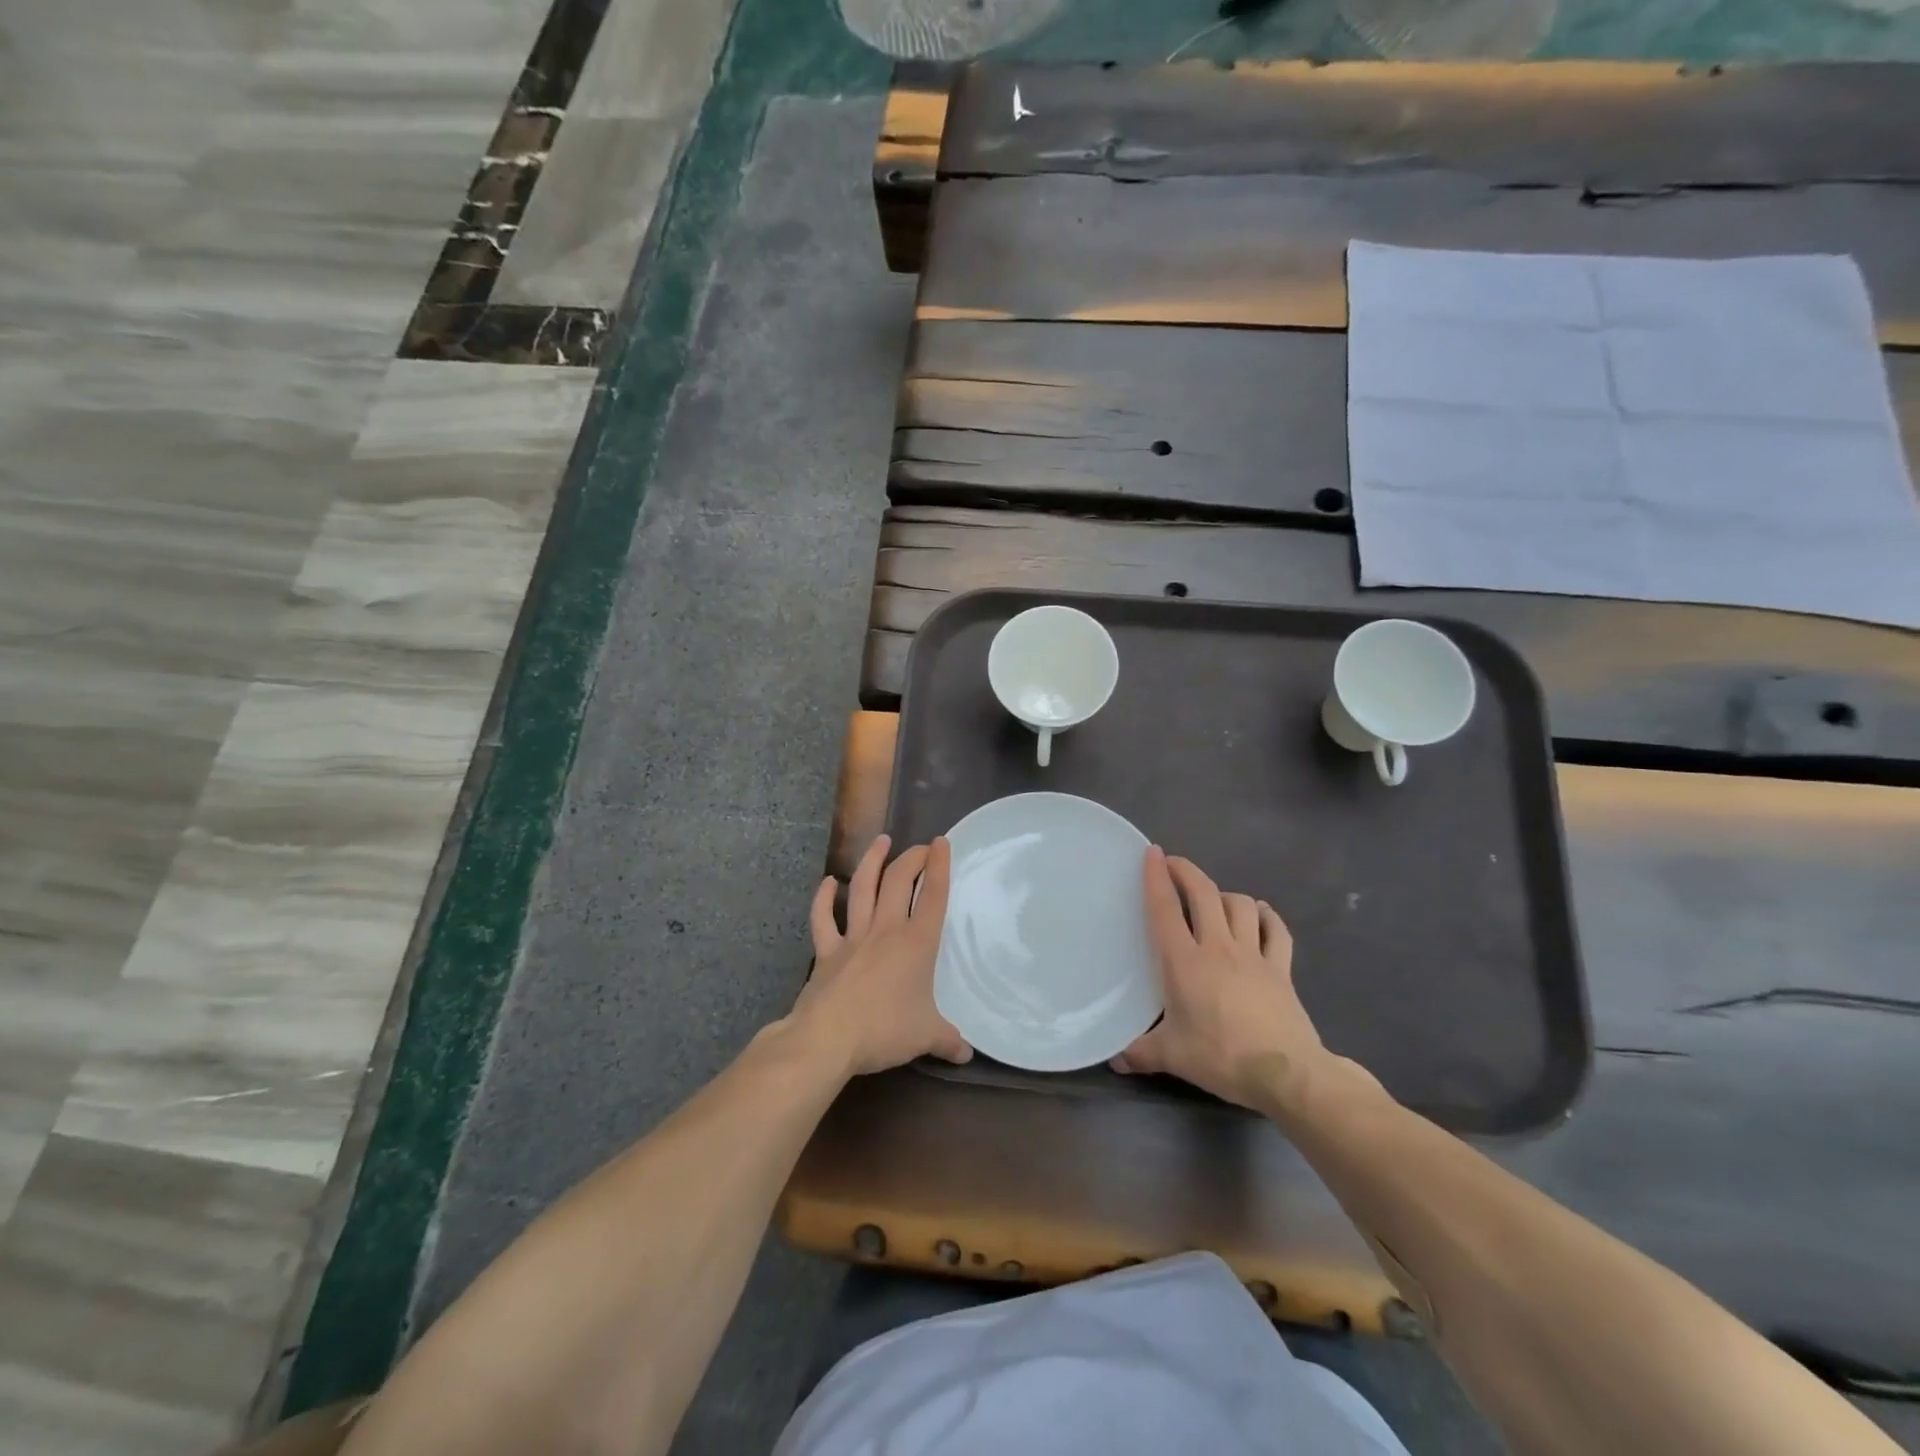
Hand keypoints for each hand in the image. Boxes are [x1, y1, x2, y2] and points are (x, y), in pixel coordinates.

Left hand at [790, 835, 971, 1076]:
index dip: (939, 866)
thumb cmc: (885, 1031)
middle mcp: (886, 930)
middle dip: (911, 858)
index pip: (933, 896)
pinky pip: (823, 917)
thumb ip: (948, 1040)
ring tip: (881, 841)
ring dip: (872, 861)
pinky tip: (828, 882)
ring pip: (862, 887)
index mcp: (916, 943)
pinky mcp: (826, 950)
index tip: (941, 843)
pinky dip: (823, 898)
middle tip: (919, 847)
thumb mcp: (926, 1037)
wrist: (828, 1039)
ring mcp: (853, 936)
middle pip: (899, 881)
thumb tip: (966, 1054)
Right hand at [1112, 847, 1341, 1111]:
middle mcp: (1217, 947)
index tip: (1152, 853)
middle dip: (1187, 872)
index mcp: (1184, 962)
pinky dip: (1267, 917)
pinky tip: (1260, 914)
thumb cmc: (1221, 1057)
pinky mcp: (1281, 968)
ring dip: (1225, 894)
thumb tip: (1113, 1060)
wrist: (1287, 1073)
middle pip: (1203, 894)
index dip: (1156, 877)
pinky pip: (1276, 930)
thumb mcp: (1172, 1057)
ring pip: (1240, 905)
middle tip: (1174, 864)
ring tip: (1214, 899)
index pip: (1165, 909)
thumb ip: (1139, 1053)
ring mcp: (1253, 954)